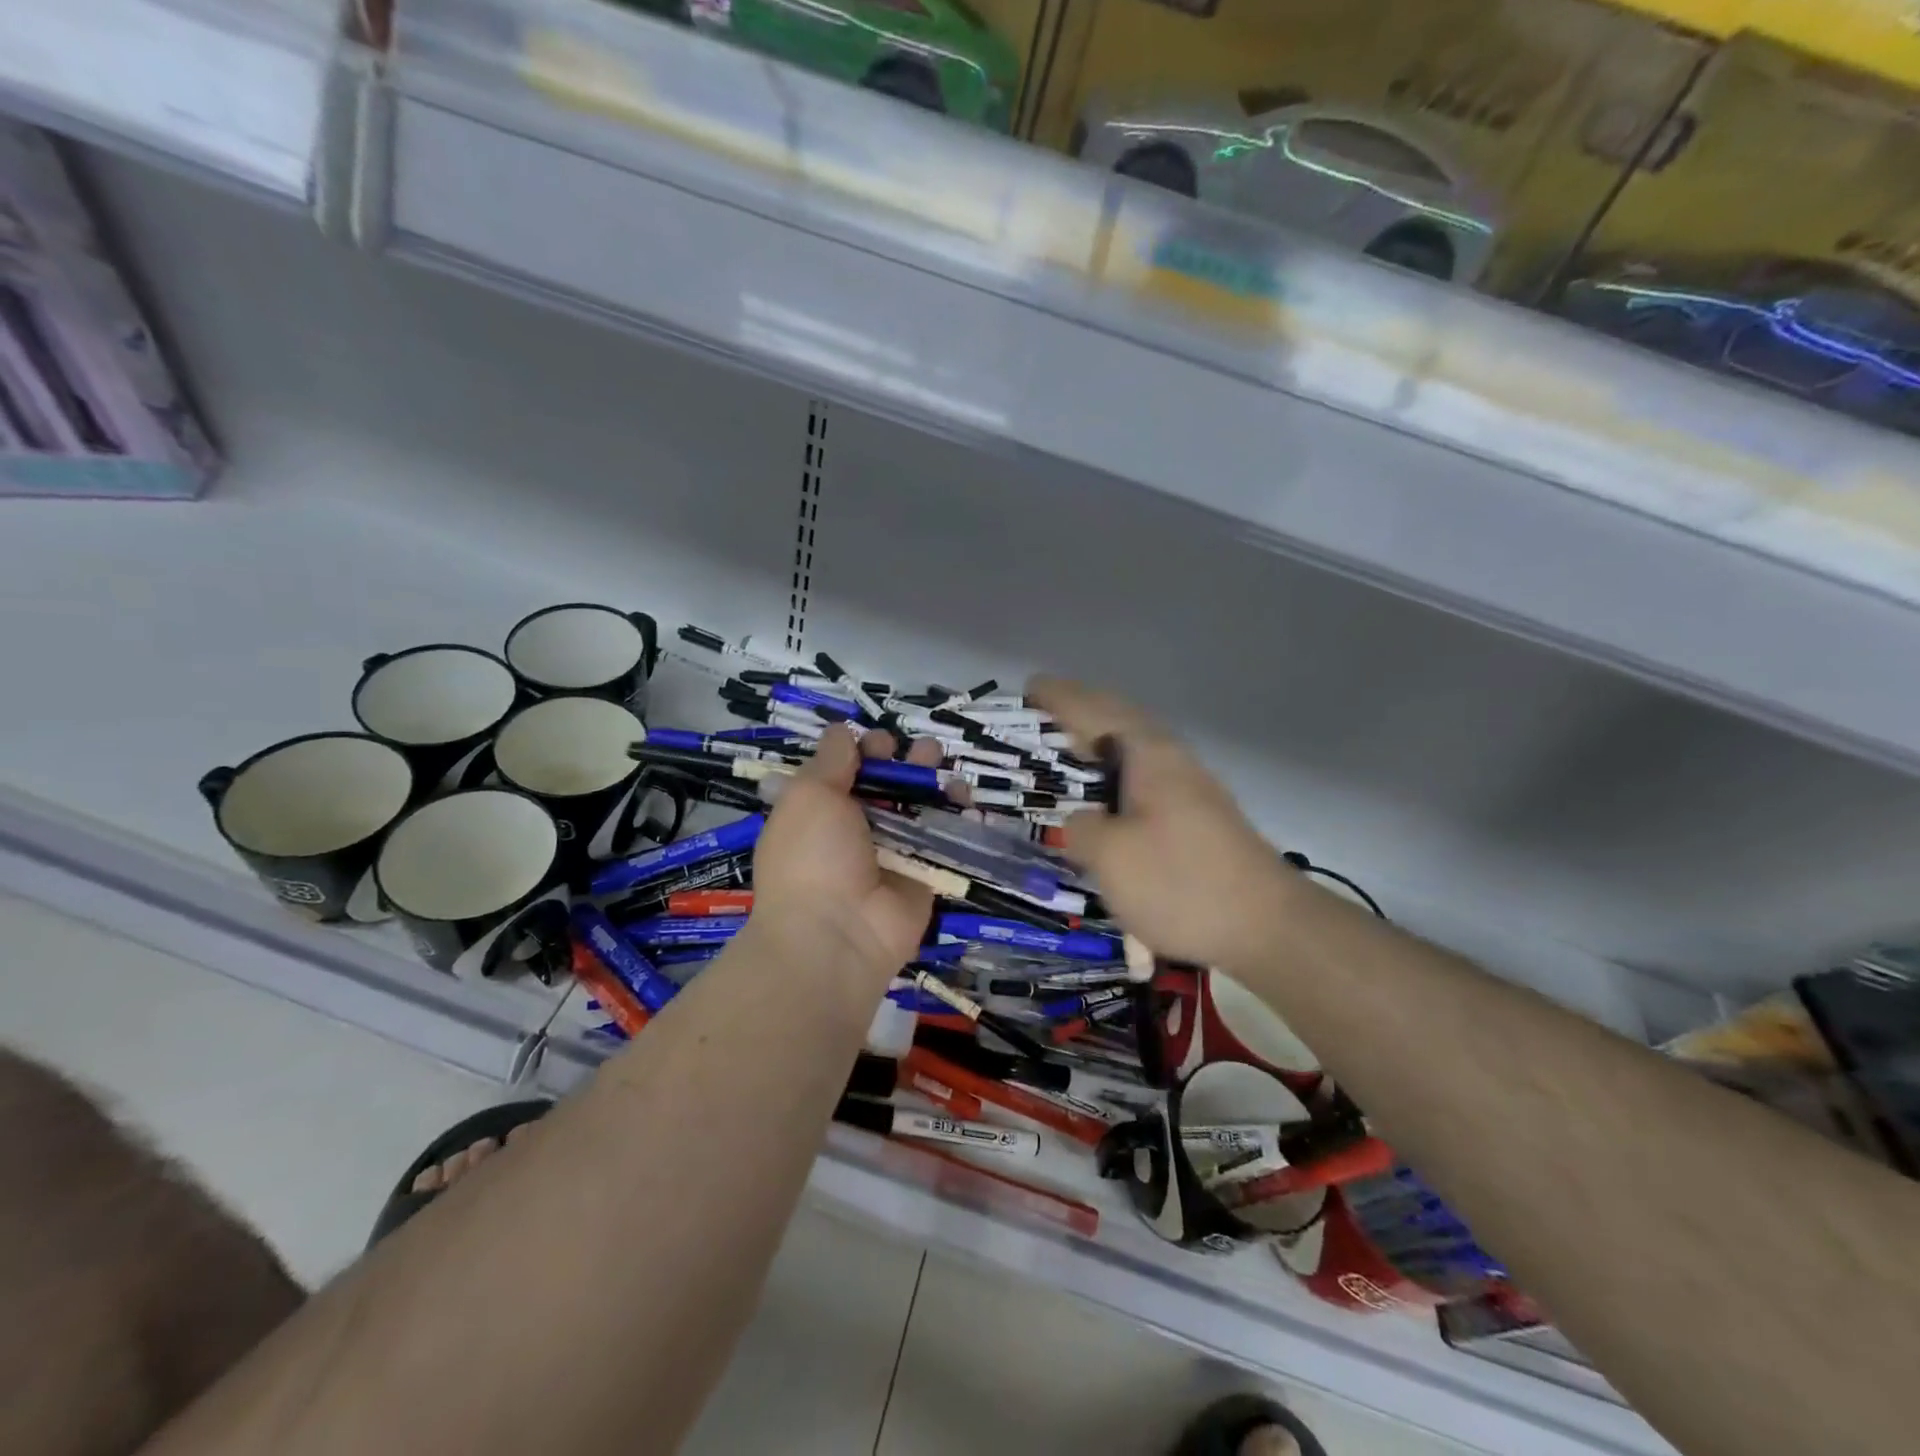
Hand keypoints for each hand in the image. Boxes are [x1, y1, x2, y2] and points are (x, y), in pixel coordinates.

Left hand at [750, 726, 938, 982]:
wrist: (836, 934)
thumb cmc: (813, 855)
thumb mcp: (809, 795)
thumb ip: (831, 760)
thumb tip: (843, 731)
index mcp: (820, 811)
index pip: (848, 770)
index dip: (866, 751)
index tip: (879, 746)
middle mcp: (855, 830)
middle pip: (888, 785)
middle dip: (906, 761)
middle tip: (923, 750)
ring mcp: (892, 853)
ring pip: (918, 808)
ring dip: (934, 783)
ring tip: (945, 767)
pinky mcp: (924, 874)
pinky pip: (943, 840)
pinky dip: (957, 817)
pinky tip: (966, 798)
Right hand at [1029, 676, 1294, 969]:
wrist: (1267, 927)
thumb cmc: (1181, 884)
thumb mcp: (1111, 857)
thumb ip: (1081, 827)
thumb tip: (1079, 820)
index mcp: (1147, 754)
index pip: (1093, 710)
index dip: (1057, 698)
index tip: (1027, 688)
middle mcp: (1171, 758)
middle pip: (1118, 719)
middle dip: (1079, 712)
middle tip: (1039, 717)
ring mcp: (1191, 785)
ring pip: (1134, 748)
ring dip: (1099, 742)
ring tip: (1064, 753)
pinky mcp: (1199, 815)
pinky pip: (1144, 775)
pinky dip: (1115, 772)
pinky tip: (1105, 798)